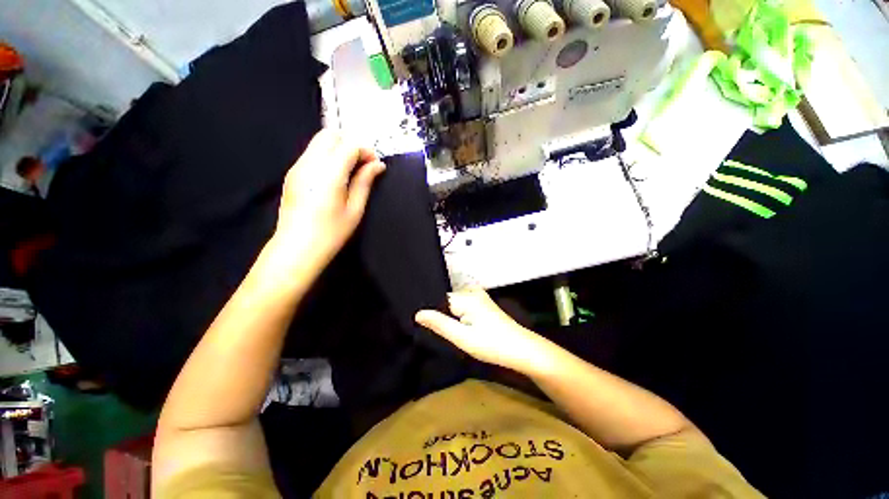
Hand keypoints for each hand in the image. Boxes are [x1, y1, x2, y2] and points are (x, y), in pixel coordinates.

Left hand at [273, 129, 385, 267]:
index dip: (365, 151)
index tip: (375, 166)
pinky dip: (327, 156)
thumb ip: (365, 182)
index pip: (349, 145)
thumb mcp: (355, 209)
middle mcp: (309, 163)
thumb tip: (378, 165)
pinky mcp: (292, 173)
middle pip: (330, 135)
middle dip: (350, 144)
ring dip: (338, 149)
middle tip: (362, 165)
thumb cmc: (331, 232)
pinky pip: (311, 153)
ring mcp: (297, 167)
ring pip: (319, 142)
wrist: (297, 247)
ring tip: (350, 171)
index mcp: (329, 173)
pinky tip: (334, 177)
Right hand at [415, 288, 552, 374]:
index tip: (423, 326)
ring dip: (449, 317)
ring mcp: (479, 297)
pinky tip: (459, 328)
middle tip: (435, 331)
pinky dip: (458, 317)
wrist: (522, 349)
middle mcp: (471, 292)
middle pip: (446, 301)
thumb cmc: (492, 345)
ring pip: (454, 305)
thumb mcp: (462, 338)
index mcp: (466, 297)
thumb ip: (439, 324)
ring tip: (447, 331)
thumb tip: (418, 313)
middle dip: (440, 315)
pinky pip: (463, 307)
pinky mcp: (483, 304)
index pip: (439, 299)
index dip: (432, 313)